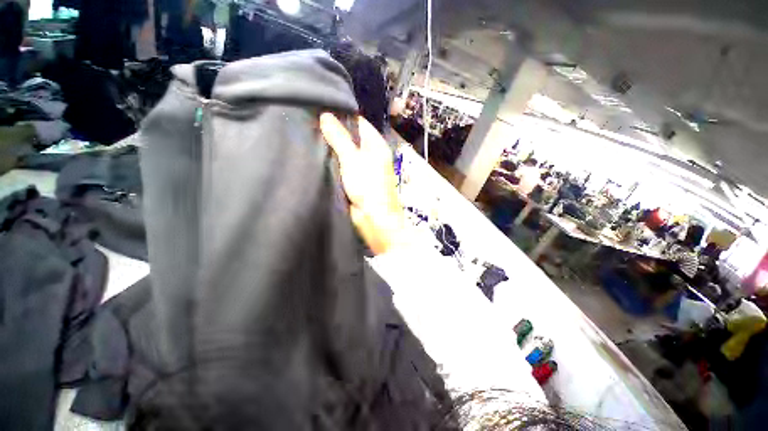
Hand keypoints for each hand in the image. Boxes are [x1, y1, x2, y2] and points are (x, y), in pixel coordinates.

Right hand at [320, 113, 405, 254]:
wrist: (374, 218)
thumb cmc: (368, 186)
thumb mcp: (352, 159)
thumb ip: (339, 138)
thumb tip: (326, 116)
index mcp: (376, 146)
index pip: (359, 123)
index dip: (342, 116)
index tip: (321, 110)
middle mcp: (371, 155)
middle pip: (351, 138)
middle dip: (334, 133)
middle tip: (311, 124)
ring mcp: (363, 168)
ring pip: (346, 153)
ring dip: (332, 149)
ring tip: (310, 137)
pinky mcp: (355, 181)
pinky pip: (343, 167)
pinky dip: (333, 162)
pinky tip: (317, 156)